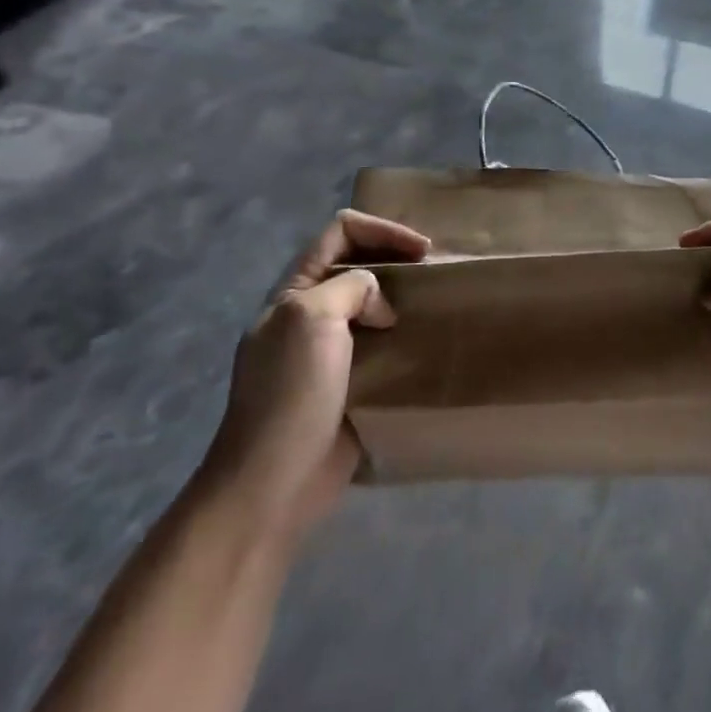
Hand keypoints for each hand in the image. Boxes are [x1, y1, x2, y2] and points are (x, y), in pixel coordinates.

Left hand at [207, 210, 429, 536]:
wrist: (273, 481)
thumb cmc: (290, 393)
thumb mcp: (312, 318)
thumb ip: (351, 288)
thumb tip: (381, 308)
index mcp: (295, 291)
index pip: (340, 233)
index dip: (382, 230)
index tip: (421, 251)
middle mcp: (311, 313)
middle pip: (358, 264)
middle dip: (397, 259)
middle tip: (434, 274)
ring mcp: (329, 351)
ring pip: (373, 306)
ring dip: (404, 299)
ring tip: (437, 305)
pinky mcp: (349, 385)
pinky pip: (382, 347)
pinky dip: (406, 338)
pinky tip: (427, 345)